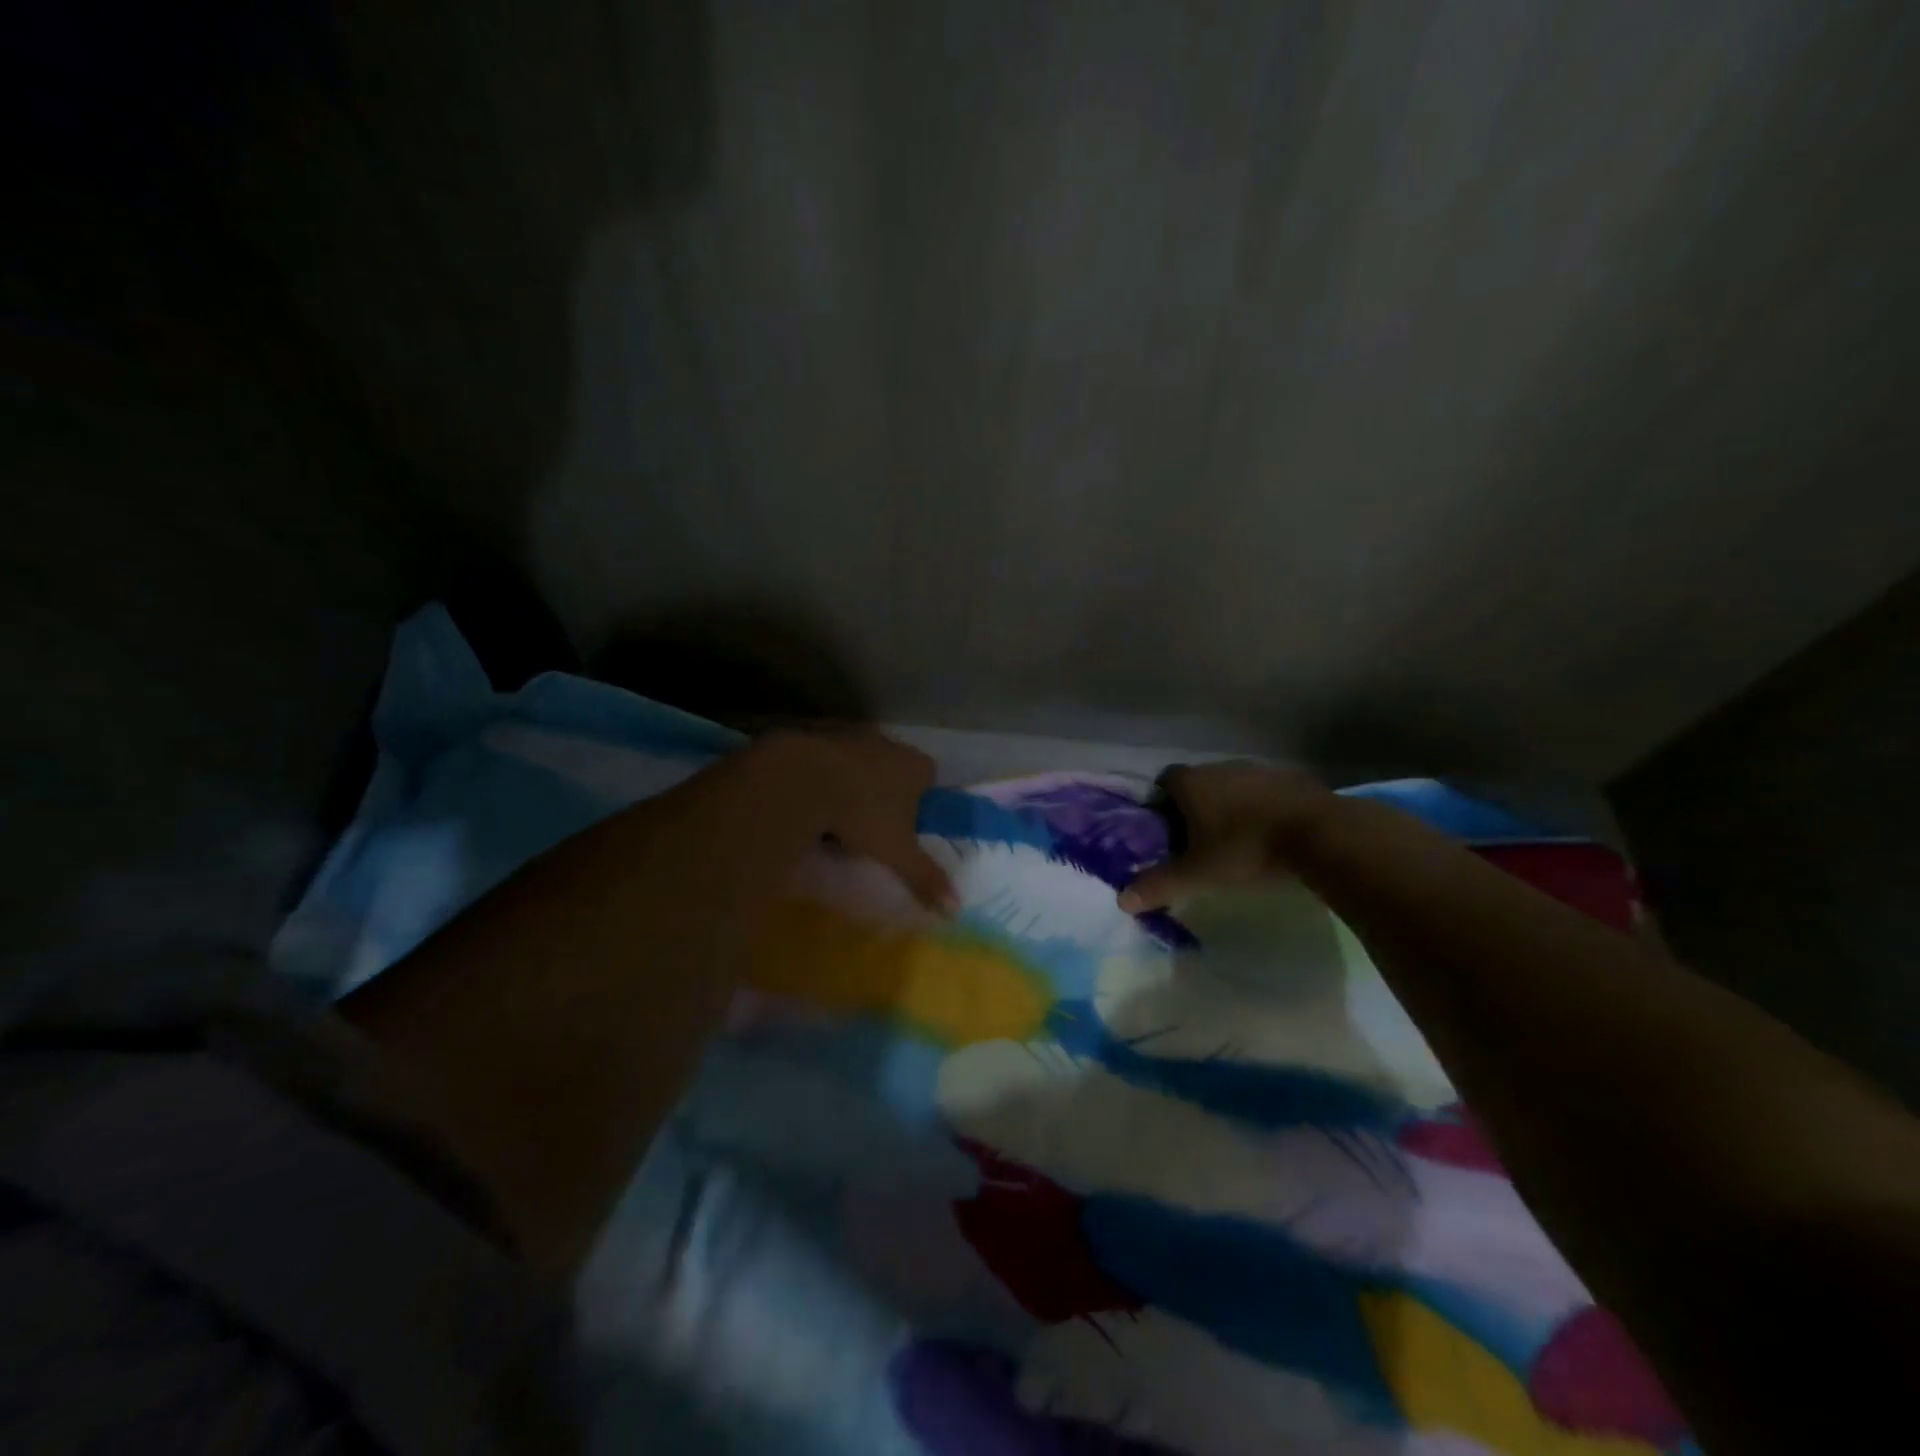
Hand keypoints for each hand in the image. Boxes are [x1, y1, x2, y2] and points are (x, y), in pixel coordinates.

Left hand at [756, 729, 956, 913]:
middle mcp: (890, 743)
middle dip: (886, 791)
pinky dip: (826, 774)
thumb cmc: (864, 813)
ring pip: (861, 762)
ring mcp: (855, 736)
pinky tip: (813, 798)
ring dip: (854, 782)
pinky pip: (830, 758)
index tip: (904, 826)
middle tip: (872, 823)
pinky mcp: (822, 734)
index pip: (929, 778)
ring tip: (838, 814)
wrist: (807, 778)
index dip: (919, 801)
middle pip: (895, 768)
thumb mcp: (897, 851)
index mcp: (917, 766)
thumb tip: (955, 909)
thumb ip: (925, 876)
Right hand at [1119, 761, 1334, 912]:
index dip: (1161, 802)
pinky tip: (1271, 834)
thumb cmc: (1247, 849)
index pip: (1164, 781)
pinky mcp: (1292, 779)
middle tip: (1198, 839)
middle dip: (1196, 806)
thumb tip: (1122, 901)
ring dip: (1231, 805)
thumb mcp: (1199, 874)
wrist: (1320, 835)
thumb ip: (1160, 884)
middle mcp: (1221, 767)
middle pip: (1199, 782)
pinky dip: (1262, 808)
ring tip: (1236, 839)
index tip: (1165, 827)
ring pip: (1234, 786)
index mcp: (1193, 783)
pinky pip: (1266, 792)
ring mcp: (1259, 770)